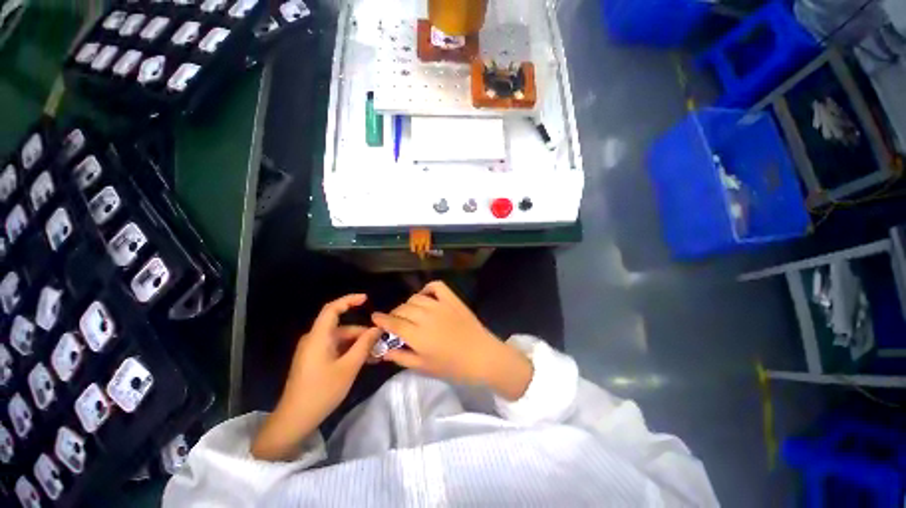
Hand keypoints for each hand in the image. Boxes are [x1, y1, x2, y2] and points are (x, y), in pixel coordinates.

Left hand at [252, 294, 380, 460]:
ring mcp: (313, 351)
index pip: (332, 309)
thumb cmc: (322, 391)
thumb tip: (377, 329)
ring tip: (375, 354)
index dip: (349, 300)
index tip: (366, 299)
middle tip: (380, 341)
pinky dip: (349, 351)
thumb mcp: (349, 367)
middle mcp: (314, 339)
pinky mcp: (314, 360)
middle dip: (361, 332)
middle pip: (341, 327)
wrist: (294, 420)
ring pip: (340, 339)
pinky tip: (363, 361)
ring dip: (357, 344)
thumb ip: (364, 345)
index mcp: (319, 337)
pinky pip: (335, 349)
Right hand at [372, 281, 532, 400]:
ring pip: (416, 297)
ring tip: (411, 312)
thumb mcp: (424, 367)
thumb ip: (401, 357)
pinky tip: (426, 297)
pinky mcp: (452, 299)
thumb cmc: (453, 367)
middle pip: (403, 308)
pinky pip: (436, 286)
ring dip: (409, 304)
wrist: (482, 356)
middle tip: (396, 321)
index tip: (375, 317)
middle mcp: (426, 316)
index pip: (393, 322)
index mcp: (417, 335)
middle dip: (395, 314)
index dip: (381, 319)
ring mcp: (440, 305)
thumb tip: (384, 350)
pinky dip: (428, 288)